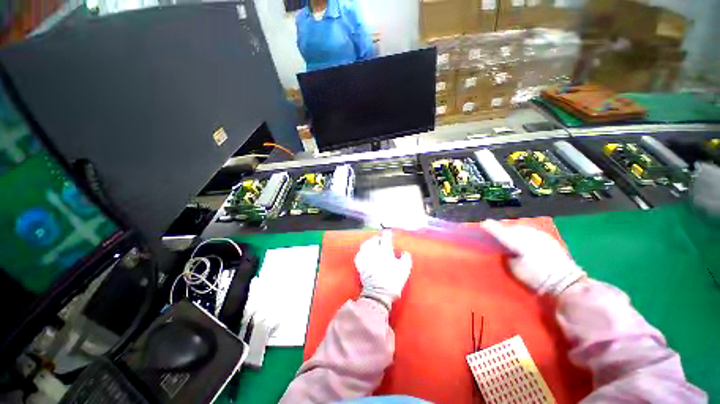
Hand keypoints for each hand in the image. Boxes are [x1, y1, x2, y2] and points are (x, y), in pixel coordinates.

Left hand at [354, 230, 411, 308]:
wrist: (379, 293)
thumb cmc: (393, 281)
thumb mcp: (404, 270)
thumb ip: (405, 259)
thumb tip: (405, 253)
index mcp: (385, 252)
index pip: (386, 239)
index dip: (387, 234)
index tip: (388, 232)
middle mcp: (374, 252)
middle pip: (373, 240)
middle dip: (377, 239)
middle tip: (380, 240)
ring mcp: (366, 258)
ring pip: (365, 245)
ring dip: (369, 243)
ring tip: (372, 244)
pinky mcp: (360, 265)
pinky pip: (359, 254)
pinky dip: (362, 252)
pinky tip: (364, 253)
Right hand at [482, 220, 585, 295]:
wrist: (566, 282)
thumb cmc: (538, 278)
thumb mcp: (515, 269)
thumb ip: (507, 256)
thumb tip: (505, 250)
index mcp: (519, 243)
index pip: (501, 232)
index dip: (491, 227)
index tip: (483, 224)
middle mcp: (529, 235)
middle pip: (511, 228)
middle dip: (502, 229)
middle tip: (494, 231)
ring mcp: (540, 235)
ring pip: (520, 228)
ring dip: (512, 230)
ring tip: (508, 235)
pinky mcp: (547, 238)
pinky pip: (529, 231)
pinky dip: (522, 233)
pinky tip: (522, 238)